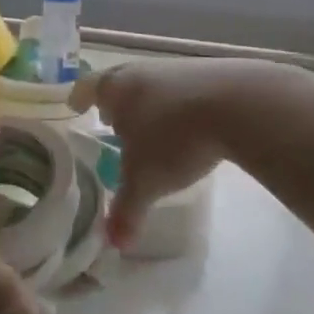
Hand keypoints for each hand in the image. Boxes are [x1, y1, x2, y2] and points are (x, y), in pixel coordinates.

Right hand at [71, 59, 264, 247]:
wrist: (237, 104)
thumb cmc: (174, 138)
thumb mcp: (146, 181)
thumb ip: (127, 210)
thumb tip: (114, 244)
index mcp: (115, 88)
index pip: (87, 88)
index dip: (80, 98)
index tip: (75, 105)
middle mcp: (141, 71)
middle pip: (119, 81)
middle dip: (114, 101)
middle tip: (110, 120)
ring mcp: (177, 69)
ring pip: (152, 84)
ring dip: (148, 102)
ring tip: (151, 126)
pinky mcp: (210, 73)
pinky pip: (183, 88)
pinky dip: (179, 104)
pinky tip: (189, 124)